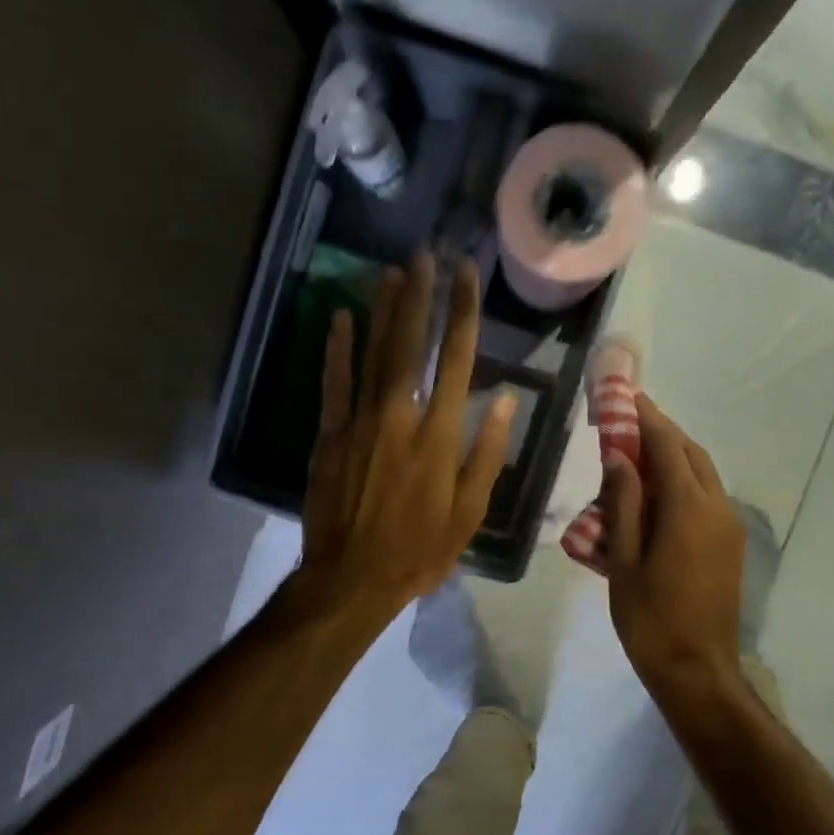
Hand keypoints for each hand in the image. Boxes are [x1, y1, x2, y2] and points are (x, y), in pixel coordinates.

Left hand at [297, 252, 515, 619]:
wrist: (351, 579)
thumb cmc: (419, 550)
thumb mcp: (469, 512)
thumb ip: (487, 453)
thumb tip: (504, 400)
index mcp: (440, 436)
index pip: (457, 361)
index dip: (463, 313)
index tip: (466, 275)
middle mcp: (400, 417)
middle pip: (412, 345)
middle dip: (420, 296)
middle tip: (426, 255)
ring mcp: (360, 423)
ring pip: (373, 355)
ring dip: (383, 310)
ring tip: (392, 271)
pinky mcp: (329, 435)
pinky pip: (333, 383)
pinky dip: (336, 348)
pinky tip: (341, 316)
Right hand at [601, 393, 745, 695]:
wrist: (698, 670)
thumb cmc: (651, 618)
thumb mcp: (625, 559)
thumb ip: (624, 502)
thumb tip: (619, 456)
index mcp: (689, 507)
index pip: (667, 446)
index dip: (647, 418)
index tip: (628, 396)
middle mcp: (717, 507)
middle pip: (691, 454)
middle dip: (662, 433)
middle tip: (629, 423)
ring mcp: (729, 526)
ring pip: (703, 474)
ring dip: (675, 457)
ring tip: (639, 456)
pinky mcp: (731, 544)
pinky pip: (708, 497)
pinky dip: (685, 482)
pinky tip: (658, 495)